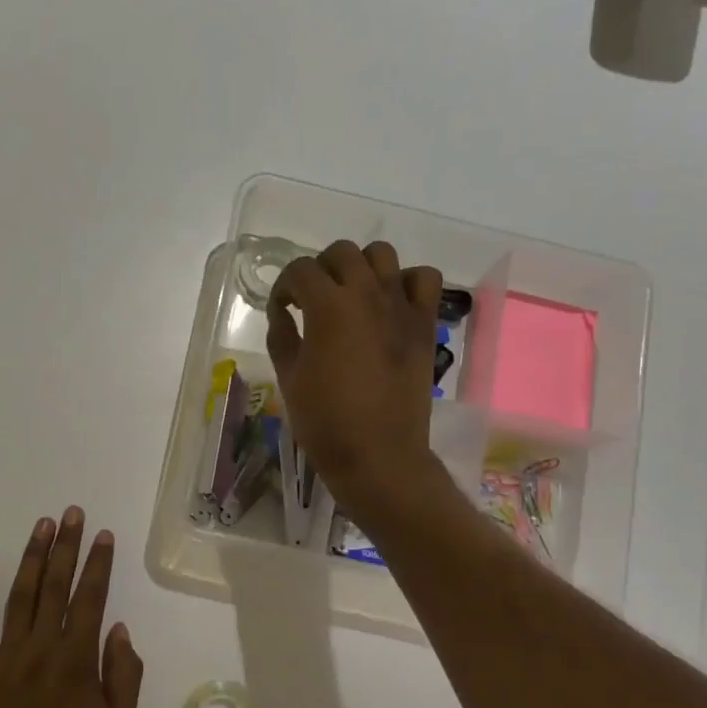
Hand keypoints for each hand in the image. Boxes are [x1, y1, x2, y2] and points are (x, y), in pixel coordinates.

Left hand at [0, 507, 144, 707]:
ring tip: (42, 526)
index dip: (98, 564)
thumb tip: (119, 630)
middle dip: (66, 547)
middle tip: (71, 514)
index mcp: (77, 661)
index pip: (90, 599)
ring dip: (32, 558)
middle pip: (56, 587)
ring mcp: (6, 656)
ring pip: (21, 596)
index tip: (103, 535)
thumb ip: (124, 676)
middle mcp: (41, 648)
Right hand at [267, 239, 445, 522]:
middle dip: (320, 270)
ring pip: (382, 255)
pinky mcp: (424, 323)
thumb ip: (282, 336)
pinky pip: (424, 279)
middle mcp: (367, 294)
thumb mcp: (289, 377)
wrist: (378, 454)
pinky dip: (405, 282)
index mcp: (328, 307)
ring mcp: (401, 306)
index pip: (300, 271)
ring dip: (360, 268)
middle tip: (312, 301)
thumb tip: (282, 312)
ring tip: (351, 296)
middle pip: (341, 253)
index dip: (284, 287)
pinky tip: (390, 303)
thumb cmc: (325, 421)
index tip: (281, 309)